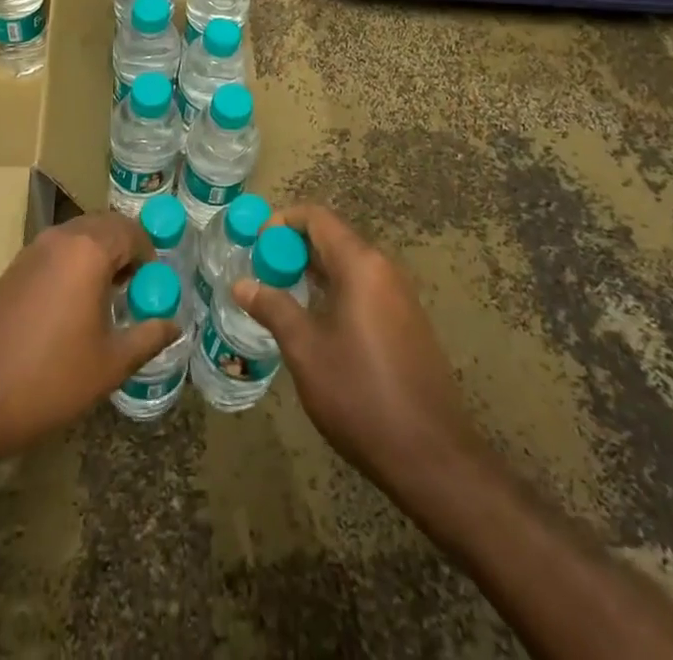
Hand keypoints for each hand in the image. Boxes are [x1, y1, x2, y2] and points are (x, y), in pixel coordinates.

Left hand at [0, 213, 176, 465]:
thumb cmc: (47, 380)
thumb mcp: (108, 365)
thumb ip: (147, 338)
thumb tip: (174, 325)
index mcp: (88, 250)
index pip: (132, 231)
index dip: (150, 255)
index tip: (153, 288)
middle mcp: (60, 238)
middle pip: (105, 226)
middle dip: (126, 250)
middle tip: (134, 289)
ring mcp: (30, 251)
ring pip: (77, 238)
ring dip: (98, 257)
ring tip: (105, 301)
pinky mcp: (10, 270)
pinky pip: (55, 253)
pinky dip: (72, 266)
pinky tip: (70, 310)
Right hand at [233, 206, 482, 501]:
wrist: (431, 456)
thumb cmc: (360, 394)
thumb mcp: (305, 350)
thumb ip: (273, 308)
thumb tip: (241, 283)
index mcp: (361, 265)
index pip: (317, 218)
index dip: (282, 221)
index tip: (254, 243)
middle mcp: (384, 269)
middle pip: (333, 238)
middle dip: (293, 248)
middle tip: (260, 272)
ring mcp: (400, 297)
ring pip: (348, 265)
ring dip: (313, 272)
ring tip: (279, 295)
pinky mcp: (407, 323)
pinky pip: (364, 288)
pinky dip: (334, 291)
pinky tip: (315, 322)